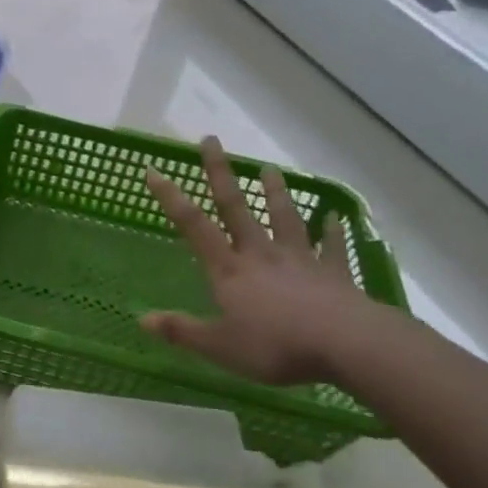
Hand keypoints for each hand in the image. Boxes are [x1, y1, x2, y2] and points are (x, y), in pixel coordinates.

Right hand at [141, 137, 372, 385]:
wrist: (346, 345)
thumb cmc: (274, 346)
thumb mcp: (218, 346)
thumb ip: (182, 331)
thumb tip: (141, 320)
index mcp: (229, 270)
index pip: (193, 226)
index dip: (171, 198)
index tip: (154, 170)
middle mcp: (261, 255)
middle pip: (237, 208)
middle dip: (220, 174)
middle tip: (212, 141)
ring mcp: (300, 261)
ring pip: (284, 218)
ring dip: (276, 193)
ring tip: (270, 169)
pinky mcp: (334, 275)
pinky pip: (332, 249)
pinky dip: (333, 232)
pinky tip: (335, 217)